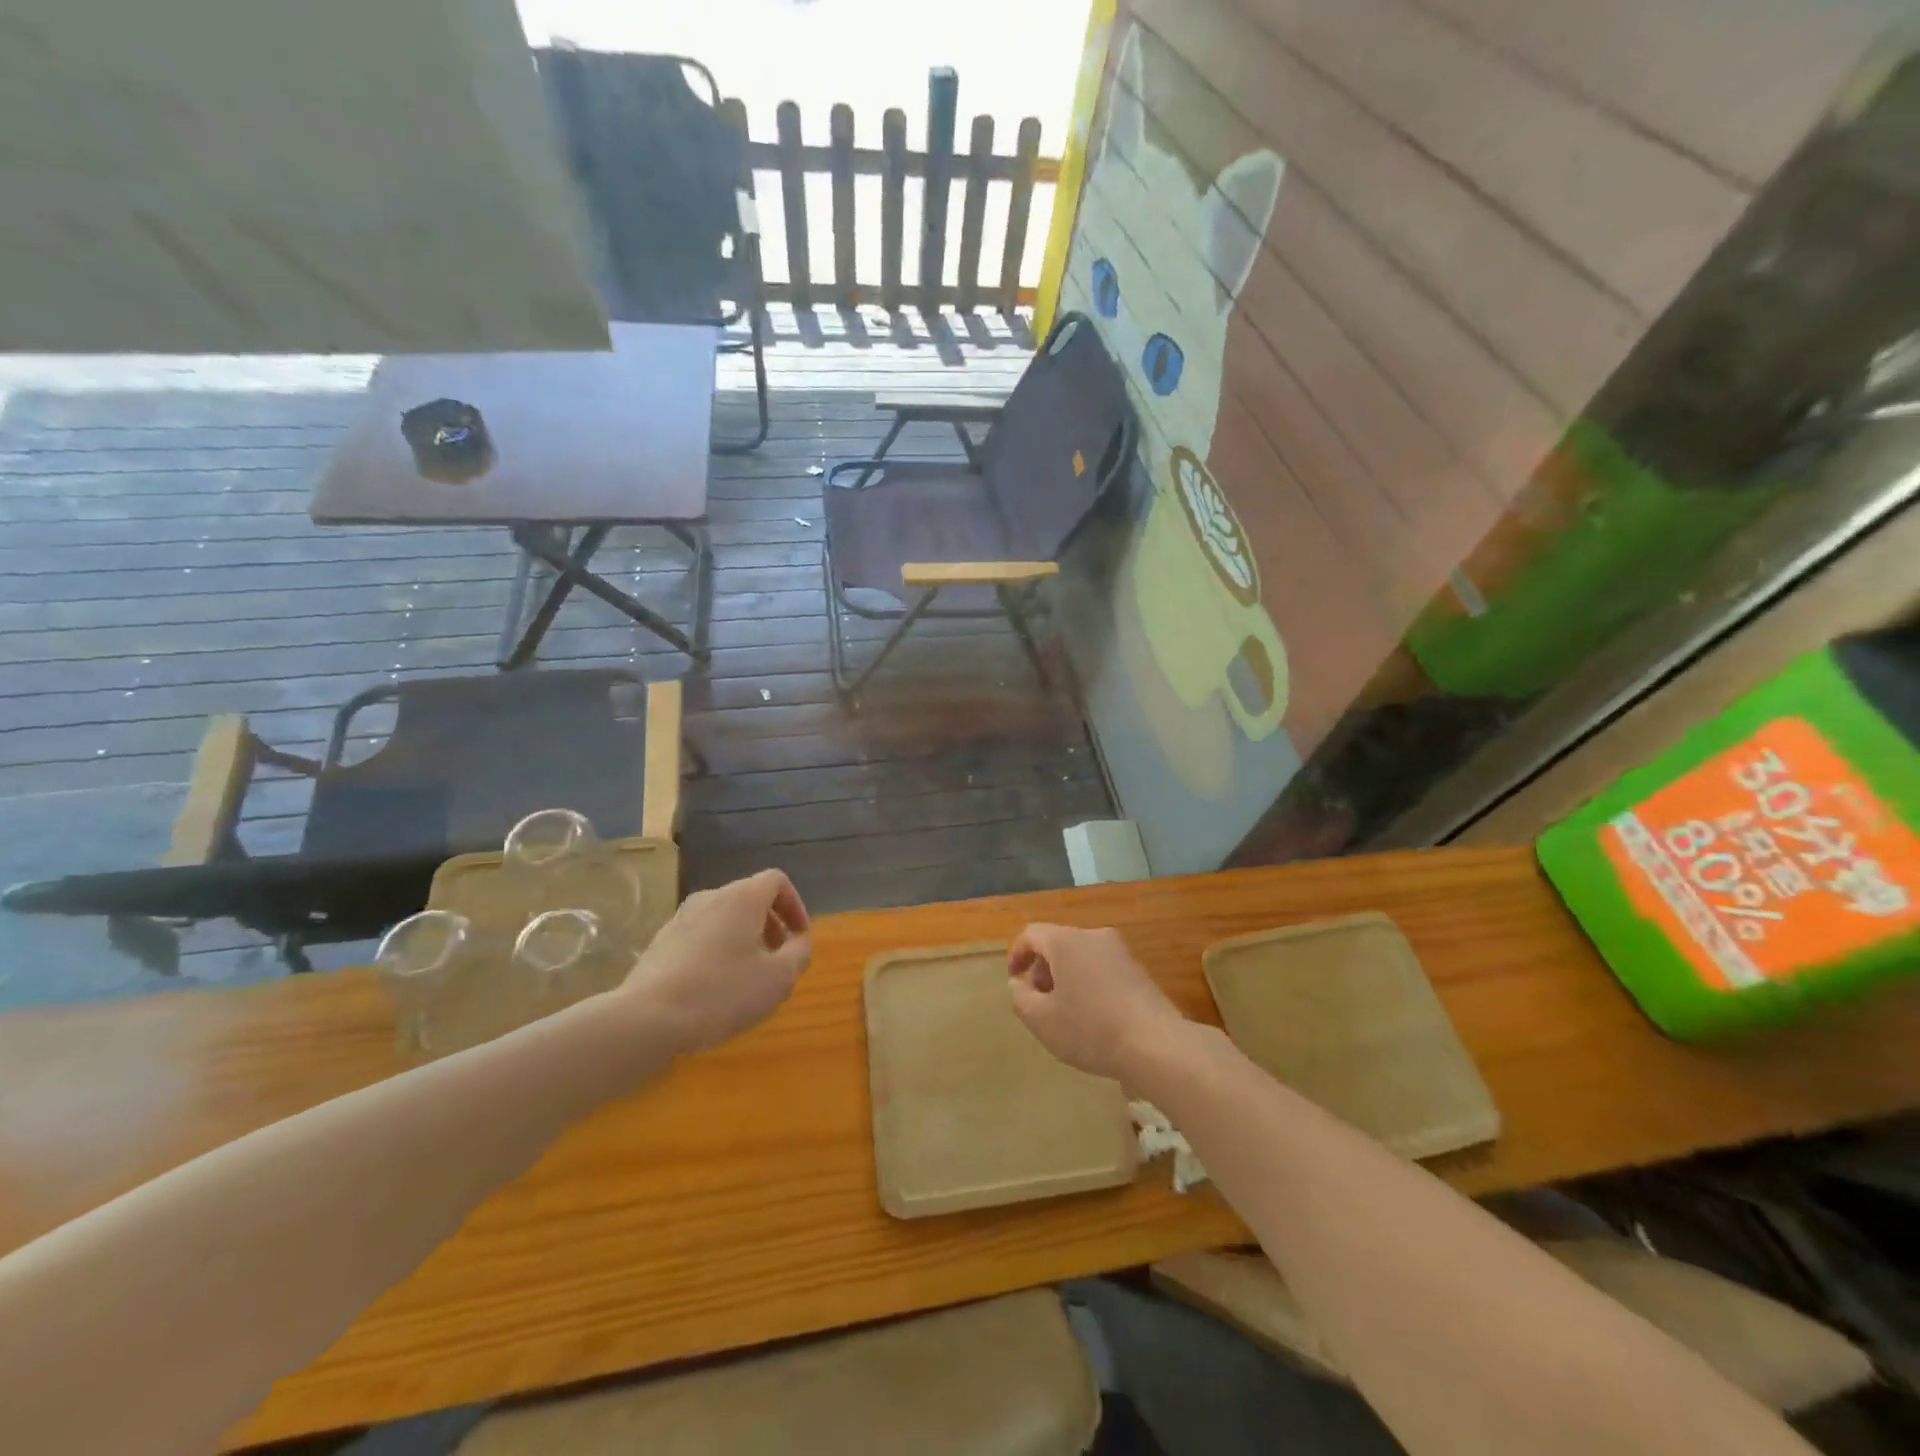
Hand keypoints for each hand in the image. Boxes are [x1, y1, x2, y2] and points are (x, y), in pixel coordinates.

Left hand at [614, 870, 811, 1053]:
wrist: (646, 1019)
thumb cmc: (722, 992)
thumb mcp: (778, 979)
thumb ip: (799, 954)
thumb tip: (800, 941)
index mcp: (741, 898)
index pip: (776, 881)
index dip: (795, 905)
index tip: (800, 938)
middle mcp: (710, 898)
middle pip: (749, 899)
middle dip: (771, 926)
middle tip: (778, 960)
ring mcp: (680, 919)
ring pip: (723, 919)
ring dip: (744, 940)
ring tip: (748, 978)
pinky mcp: (660, 943)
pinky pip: (700, 937)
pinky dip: (717, 952)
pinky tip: (715, 989)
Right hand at [1007, 923, 1186, 1080]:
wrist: (1156, 1044)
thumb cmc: (1090, 1029)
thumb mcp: (1041, 1020)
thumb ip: (1020, 997)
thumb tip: (1019, 983)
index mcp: (1065, 941)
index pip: (1032, 934)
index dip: (1017, 954)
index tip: (1015, 981)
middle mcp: (1093, 936)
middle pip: (1057, 943)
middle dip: (1042, 969)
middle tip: (1039, 1001)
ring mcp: (1119, 951)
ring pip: (1081, 955)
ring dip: (1066, 977)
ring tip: (1066, 1011)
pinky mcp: (1138, 969)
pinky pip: (1102, 967)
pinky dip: (1089, 982)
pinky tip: (1094, 1016)